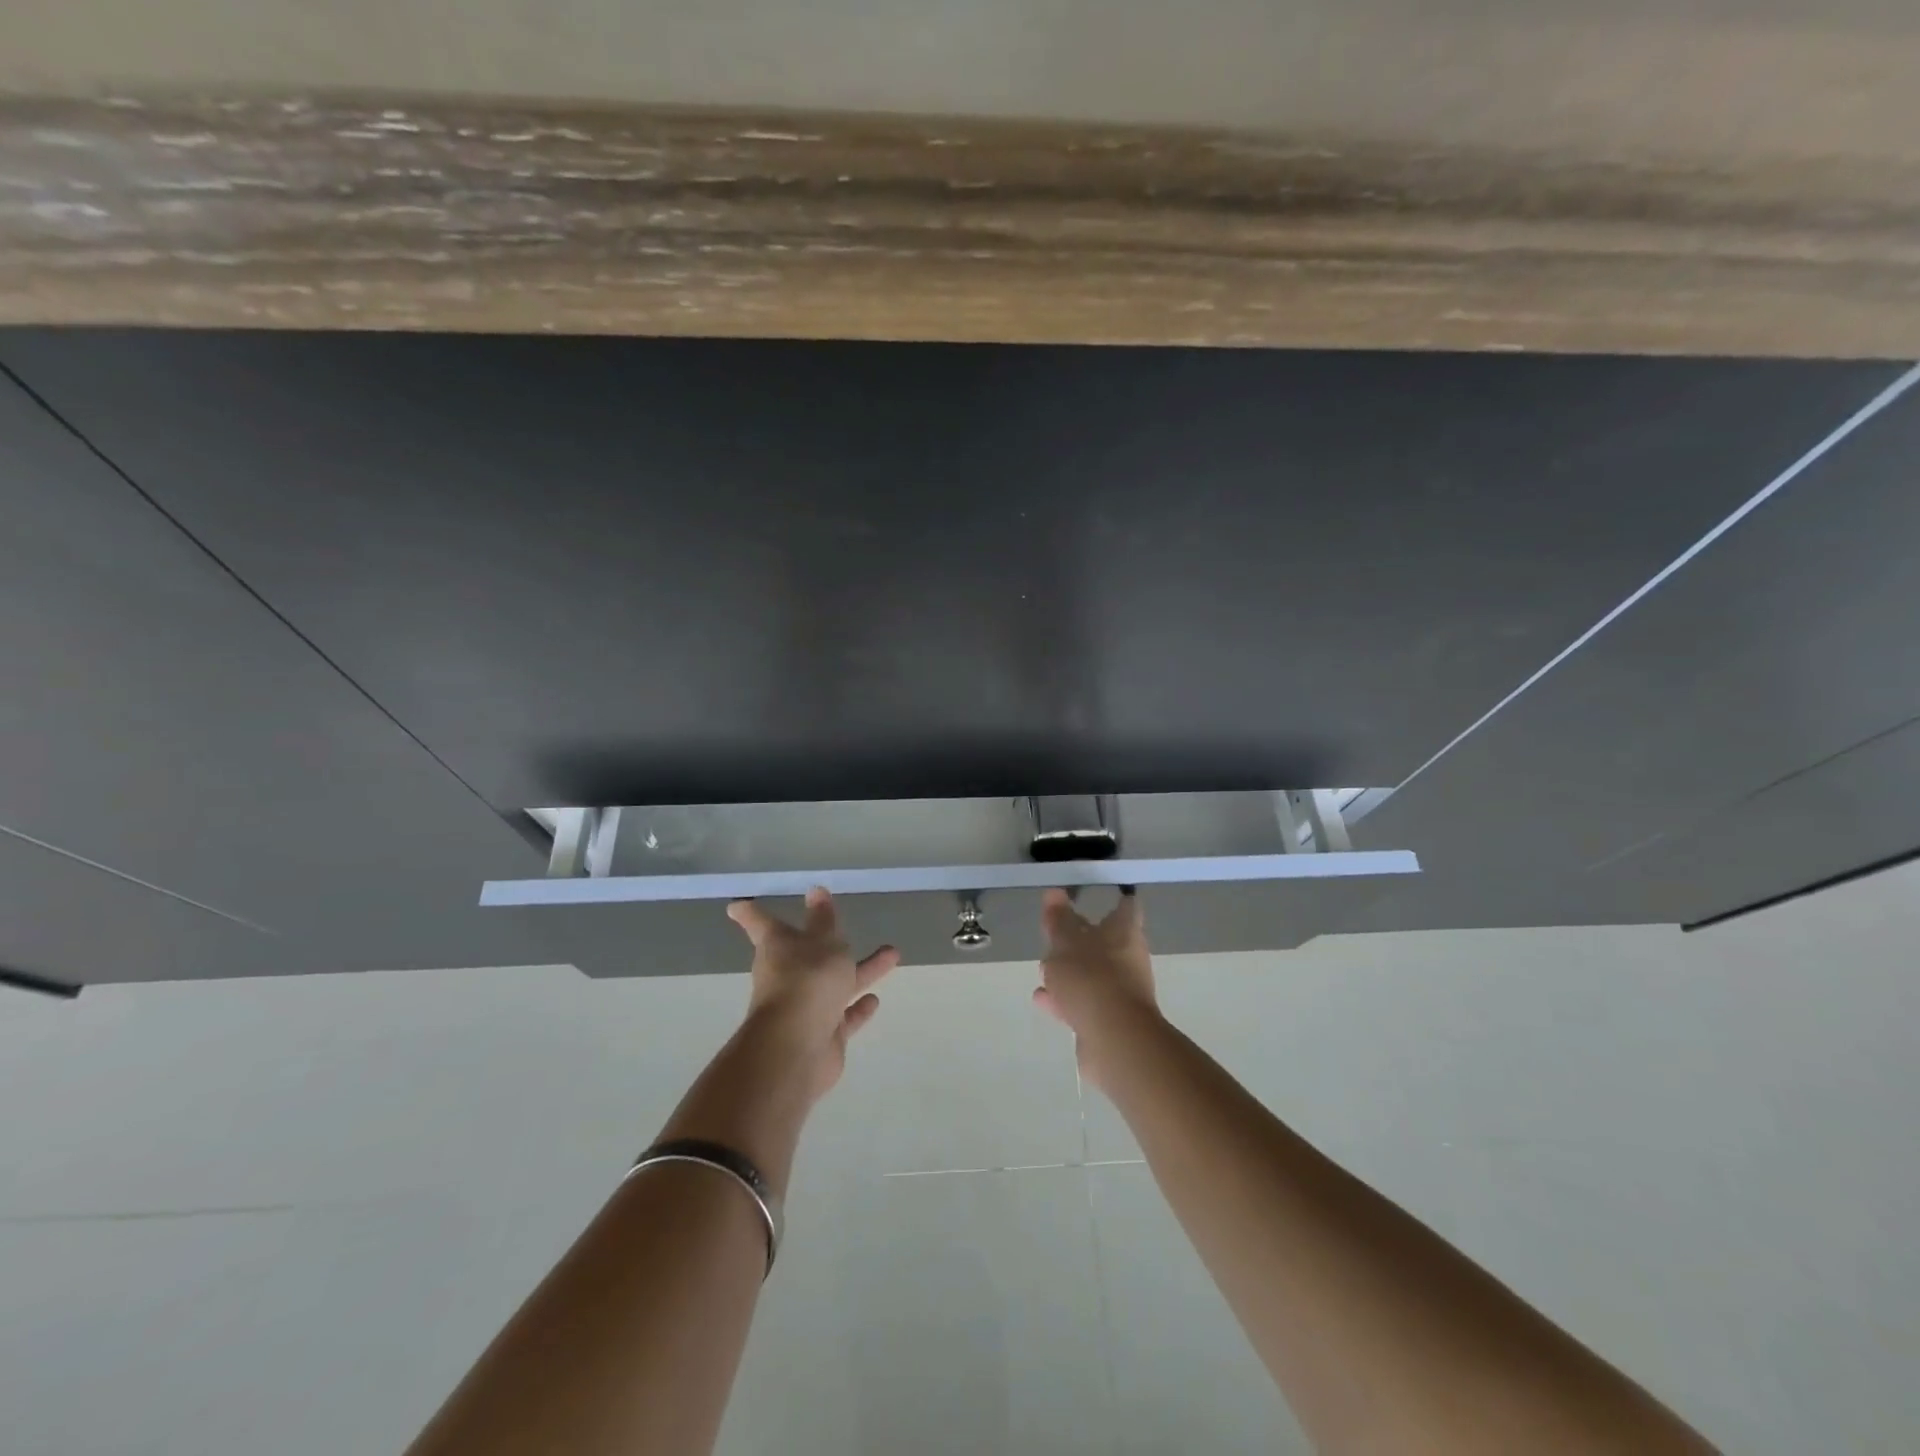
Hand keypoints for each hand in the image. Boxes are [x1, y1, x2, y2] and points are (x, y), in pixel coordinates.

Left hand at [727, 888, 899, 1101]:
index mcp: (779, 947)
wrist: (798, 1047)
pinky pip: (843, 1016)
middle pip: (810, 953)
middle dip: (830, 939)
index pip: (762, 923)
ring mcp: (805, 1006)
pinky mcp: (823, 1033)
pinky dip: (858, 1009)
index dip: (752, 913)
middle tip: (843, 923)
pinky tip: (874, 1000)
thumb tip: (816, 891)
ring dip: (862, 970)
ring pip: (836, 983)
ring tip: (892, 955)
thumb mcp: (823, 941)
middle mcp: (788, 975)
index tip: (737, 904)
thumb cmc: (807, 980)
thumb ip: (824, 919)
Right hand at [1033, 888, 1159, 1089]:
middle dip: (1080, 939)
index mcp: (1124, 932)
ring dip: (1069, 972)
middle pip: (1105, 942)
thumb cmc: (1091, 979)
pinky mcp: (1110, 1019)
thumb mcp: (1065, 944)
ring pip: (1093, 973)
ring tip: (1043, 970)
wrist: (1114, 1041)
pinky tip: (1043, 998)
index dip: (1113, 901)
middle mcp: (1128, 958)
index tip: (1094, 897)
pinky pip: (1085, 1001)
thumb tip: (1054, 892)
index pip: (1125, 907)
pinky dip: (1065, 998)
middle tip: (1055, 934)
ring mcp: (1121, 991)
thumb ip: (1058, 920)